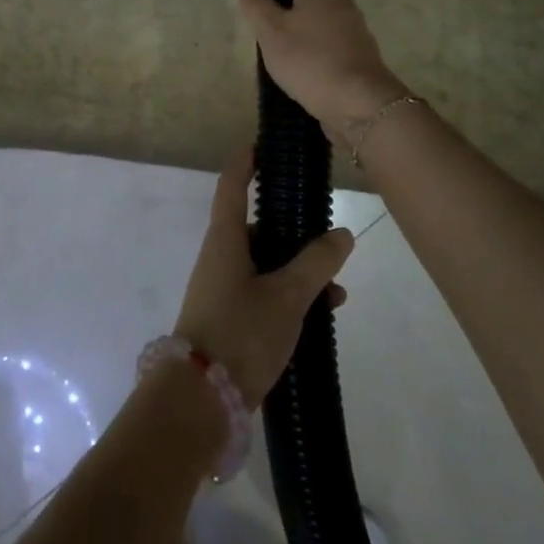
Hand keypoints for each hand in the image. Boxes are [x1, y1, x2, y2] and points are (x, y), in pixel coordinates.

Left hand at [174, 150, 355, 408]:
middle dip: (290, 229)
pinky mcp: (230, 318)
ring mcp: (223, 289)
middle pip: (255, 228)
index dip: (245, 163)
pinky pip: (264, 292)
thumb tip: (341, 234)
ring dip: (298, 269)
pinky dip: (291, 295)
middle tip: (324, 229)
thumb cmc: (241, 331)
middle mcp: (220, 258)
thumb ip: (316, 263)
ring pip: (265, 264)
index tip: (262, 145)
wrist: (201, 397)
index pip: (232, 187)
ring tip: (337, 288)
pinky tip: (323, 313)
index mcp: (225, 240)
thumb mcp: (287, 295)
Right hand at [238, 0, 408, 132]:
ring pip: (322, 9)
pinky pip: (327, 33)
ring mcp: (351, 27)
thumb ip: (258, 8)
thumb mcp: (272, 32)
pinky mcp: (354, 53)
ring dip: (303, 10)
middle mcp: (340, 0)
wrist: (360, 104)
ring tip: (277, 22)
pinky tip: (296, 51)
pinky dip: (311, 35)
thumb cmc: (312, 59)